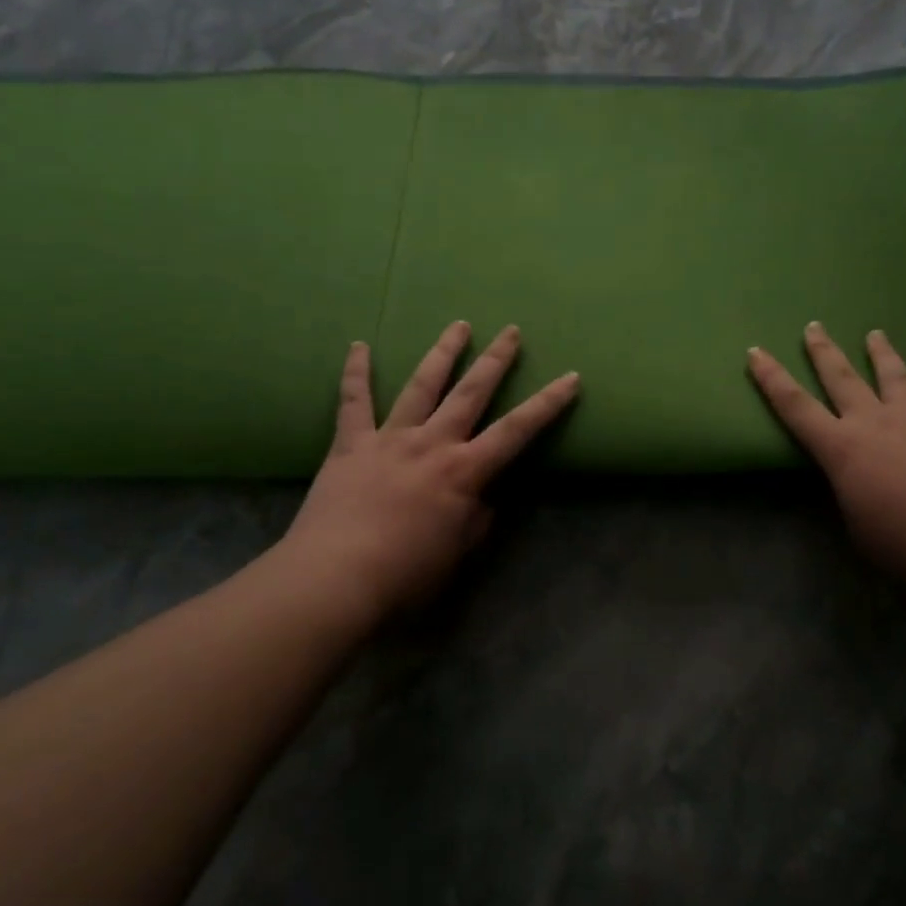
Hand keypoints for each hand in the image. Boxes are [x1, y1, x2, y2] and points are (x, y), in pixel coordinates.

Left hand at [265, 322, 579, 627]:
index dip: (546, 404)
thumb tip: (482, 500)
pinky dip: (356, 373)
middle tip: (510, 331)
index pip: (516, 431)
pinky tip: (359, 346)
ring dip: (443, 354)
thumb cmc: (405, 575)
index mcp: (463, 472)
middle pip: (470, 393)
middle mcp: (432, 444)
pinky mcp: (351, 444)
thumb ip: (475, 520)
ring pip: (421, 386)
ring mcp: (390, 438)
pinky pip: (353, 402)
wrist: (335, 579)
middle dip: (495, 361)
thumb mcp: (457, 553)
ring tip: (458, 325)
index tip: (570, 377)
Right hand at [748, 323, 905, 582]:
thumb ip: (853, 503)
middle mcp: (875, 424)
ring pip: (895, 379)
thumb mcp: (860, 531)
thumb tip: (861, 493)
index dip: (771, 380)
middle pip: (842, 379)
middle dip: (823, 352)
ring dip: (882, 355)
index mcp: (842, 449)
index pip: (795, 407)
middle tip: (813, 326)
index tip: (755, 352)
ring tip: (875, 333)